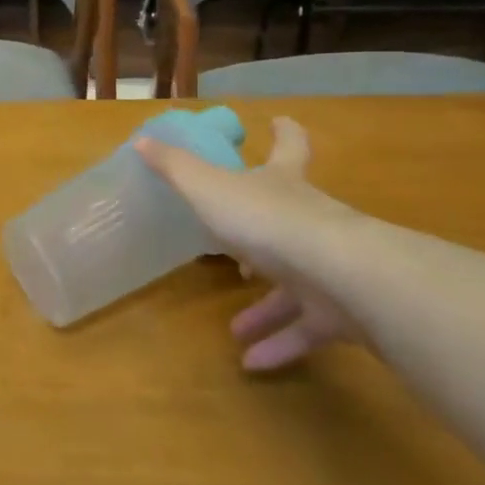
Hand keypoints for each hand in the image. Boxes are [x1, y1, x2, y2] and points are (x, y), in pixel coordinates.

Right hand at [135, 117, 363, 371]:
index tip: (281, 122)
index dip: (284, 133)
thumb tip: (142, 139)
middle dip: (261, 242)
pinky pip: (305, 330)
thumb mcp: (209, 188)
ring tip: (235, 328)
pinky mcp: (342, 312)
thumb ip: (175, 167)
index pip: (289, 148)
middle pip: (289, 223)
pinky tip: (251, 362)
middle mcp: (310, 221)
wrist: (342, 276)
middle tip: (238, 258)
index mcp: (282, 186)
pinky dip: (280, 345)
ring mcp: (330, 268)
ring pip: (294, 288)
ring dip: (265, 309)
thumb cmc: (268, 220)